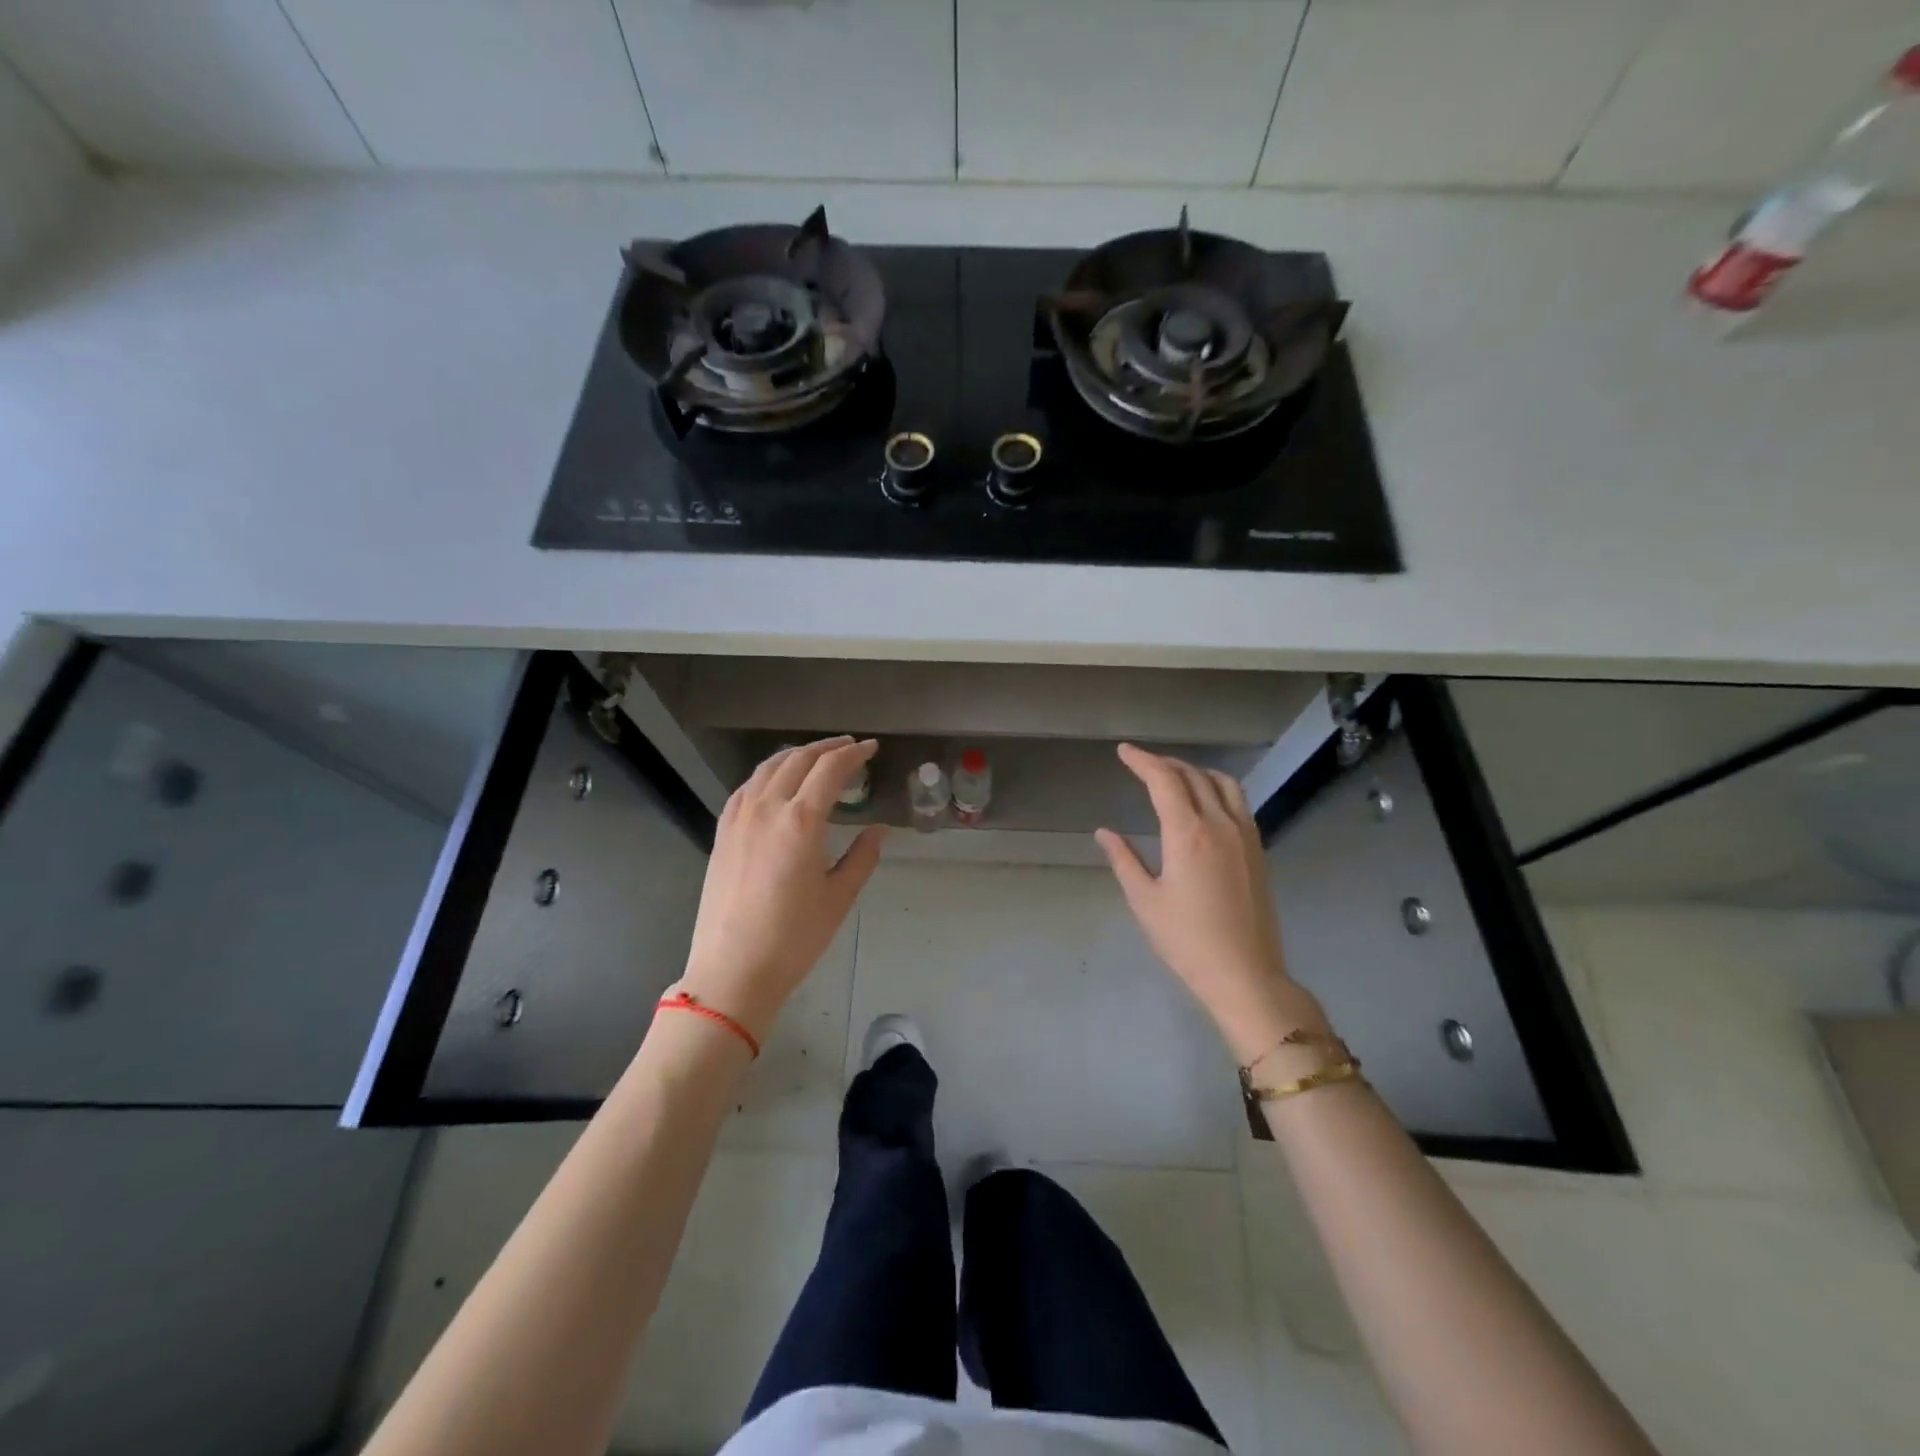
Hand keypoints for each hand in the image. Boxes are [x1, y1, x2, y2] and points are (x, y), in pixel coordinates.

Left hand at [678, 737, 886, 1040]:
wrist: (732, 970)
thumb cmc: (793, 938)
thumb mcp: (838, 898)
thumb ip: (862, 857)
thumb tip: (879, 830)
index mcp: (801, 821)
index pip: (830, 770)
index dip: (854, 754)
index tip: (871, 748)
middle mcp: (767, 809)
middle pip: (798, 760)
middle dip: (827, 747)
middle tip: (850, 747)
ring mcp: (739, 819)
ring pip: (768, 768)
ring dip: (796, 755)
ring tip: (816, 757)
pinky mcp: (722, 833)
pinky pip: (747, 787)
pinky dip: (768, 773)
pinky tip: (776, 783)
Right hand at [1096, 743, 1325, 1063]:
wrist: (1245, 973)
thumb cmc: (1186, 940)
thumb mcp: (1145, 901)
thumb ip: (1124, 860)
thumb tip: (1104, 832)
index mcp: (1188, 833)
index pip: (1164, 780)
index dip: (1142, 761)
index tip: (1124, 752)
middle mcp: (1220, 824)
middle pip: (1193, 776)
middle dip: (1165, 763)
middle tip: (1142, 763)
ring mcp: (1245, 835)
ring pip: (1222, 783)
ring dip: (1195, 771)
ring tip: (1175, 776)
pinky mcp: (1258, 850)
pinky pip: (1238, 802)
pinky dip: (1217, 788)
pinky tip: (1206, 802)